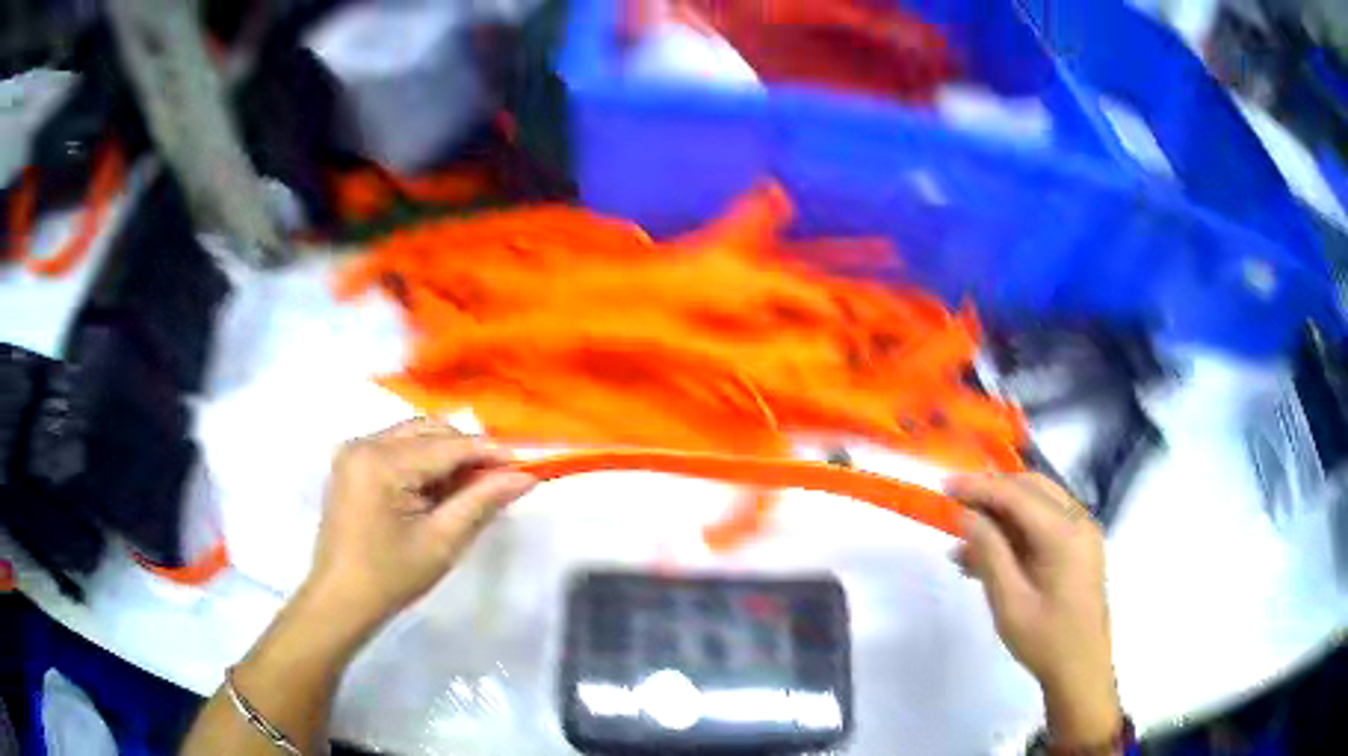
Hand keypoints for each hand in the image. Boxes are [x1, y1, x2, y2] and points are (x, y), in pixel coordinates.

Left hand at [302, 418, 535, 637]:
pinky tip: (437, 489)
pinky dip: (422, 460)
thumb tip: (525, 476)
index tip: (527, 461)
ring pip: (414, 434)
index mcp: (381, 462)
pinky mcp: (351, 462)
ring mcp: (354, 450)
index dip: (490, 451)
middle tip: (498, 478)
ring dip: (446, 454)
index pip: (447, 445)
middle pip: (429, 429)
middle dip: (467, 450)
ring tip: (469, 487)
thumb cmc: (390, 577)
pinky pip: (397, 446)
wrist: (340, 599)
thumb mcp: (442, 542)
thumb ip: (482, 501)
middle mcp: (364, 443)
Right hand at [948, 474, 1120, 747]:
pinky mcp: (1081, 546)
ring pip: (1040, 500)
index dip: (979, 486)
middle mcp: (1079, 521)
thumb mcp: (1009, 602)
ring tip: (967, 534)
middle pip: (1032, 487)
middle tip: (956, 504)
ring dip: (1004, 508)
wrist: (1081, 669)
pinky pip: (1047, 520)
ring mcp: (1083, 532)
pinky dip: (1018, 525)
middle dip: (993, 490)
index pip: (1017, 495)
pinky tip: (991, 549)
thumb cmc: (1045, 640)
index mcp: (1064, 534)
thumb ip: (989, 553)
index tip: (945, 485)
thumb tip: (966, 515)